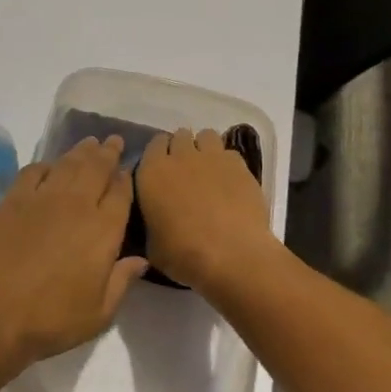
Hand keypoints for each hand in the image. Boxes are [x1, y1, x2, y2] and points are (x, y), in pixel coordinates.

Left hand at [0, 136, 145, 372]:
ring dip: (82, 151)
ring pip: (68, 163)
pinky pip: (34, 170)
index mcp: (103, 229)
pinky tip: (50, 166)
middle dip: (108, 152)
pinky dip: (46, 164)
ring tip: (89, 143)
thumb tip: (141, 260)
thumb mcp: (99, 313)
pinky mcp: (14, 199)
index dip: (125, 178)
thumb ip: (122, 281)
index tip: (126, 170)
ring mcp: (43, 197)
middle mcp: (77, 203)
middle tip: (113, 141)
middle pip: (97, 167)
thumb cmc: (53, 319)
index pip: (121, 192)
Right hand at [134, 128, 279, 292]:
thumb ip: (152, 222)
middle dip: (182, 149)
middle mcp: (180, 156)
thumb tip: (157, 220)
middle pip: (179, 136)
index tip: (162, 170)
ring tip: (209, 171)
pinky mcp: (239, 165)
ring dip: (205, 149)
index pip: (153, 144)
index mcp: (152, 172)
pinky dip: (227, 163)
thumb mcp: (152, 245)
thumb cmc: (184, 254)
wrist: (232, 255)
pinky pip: (229, 153)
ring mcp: (212, 157)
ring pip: (206, 136)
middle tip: (186, 172)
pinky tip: (230, 182)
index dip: (159, 155)